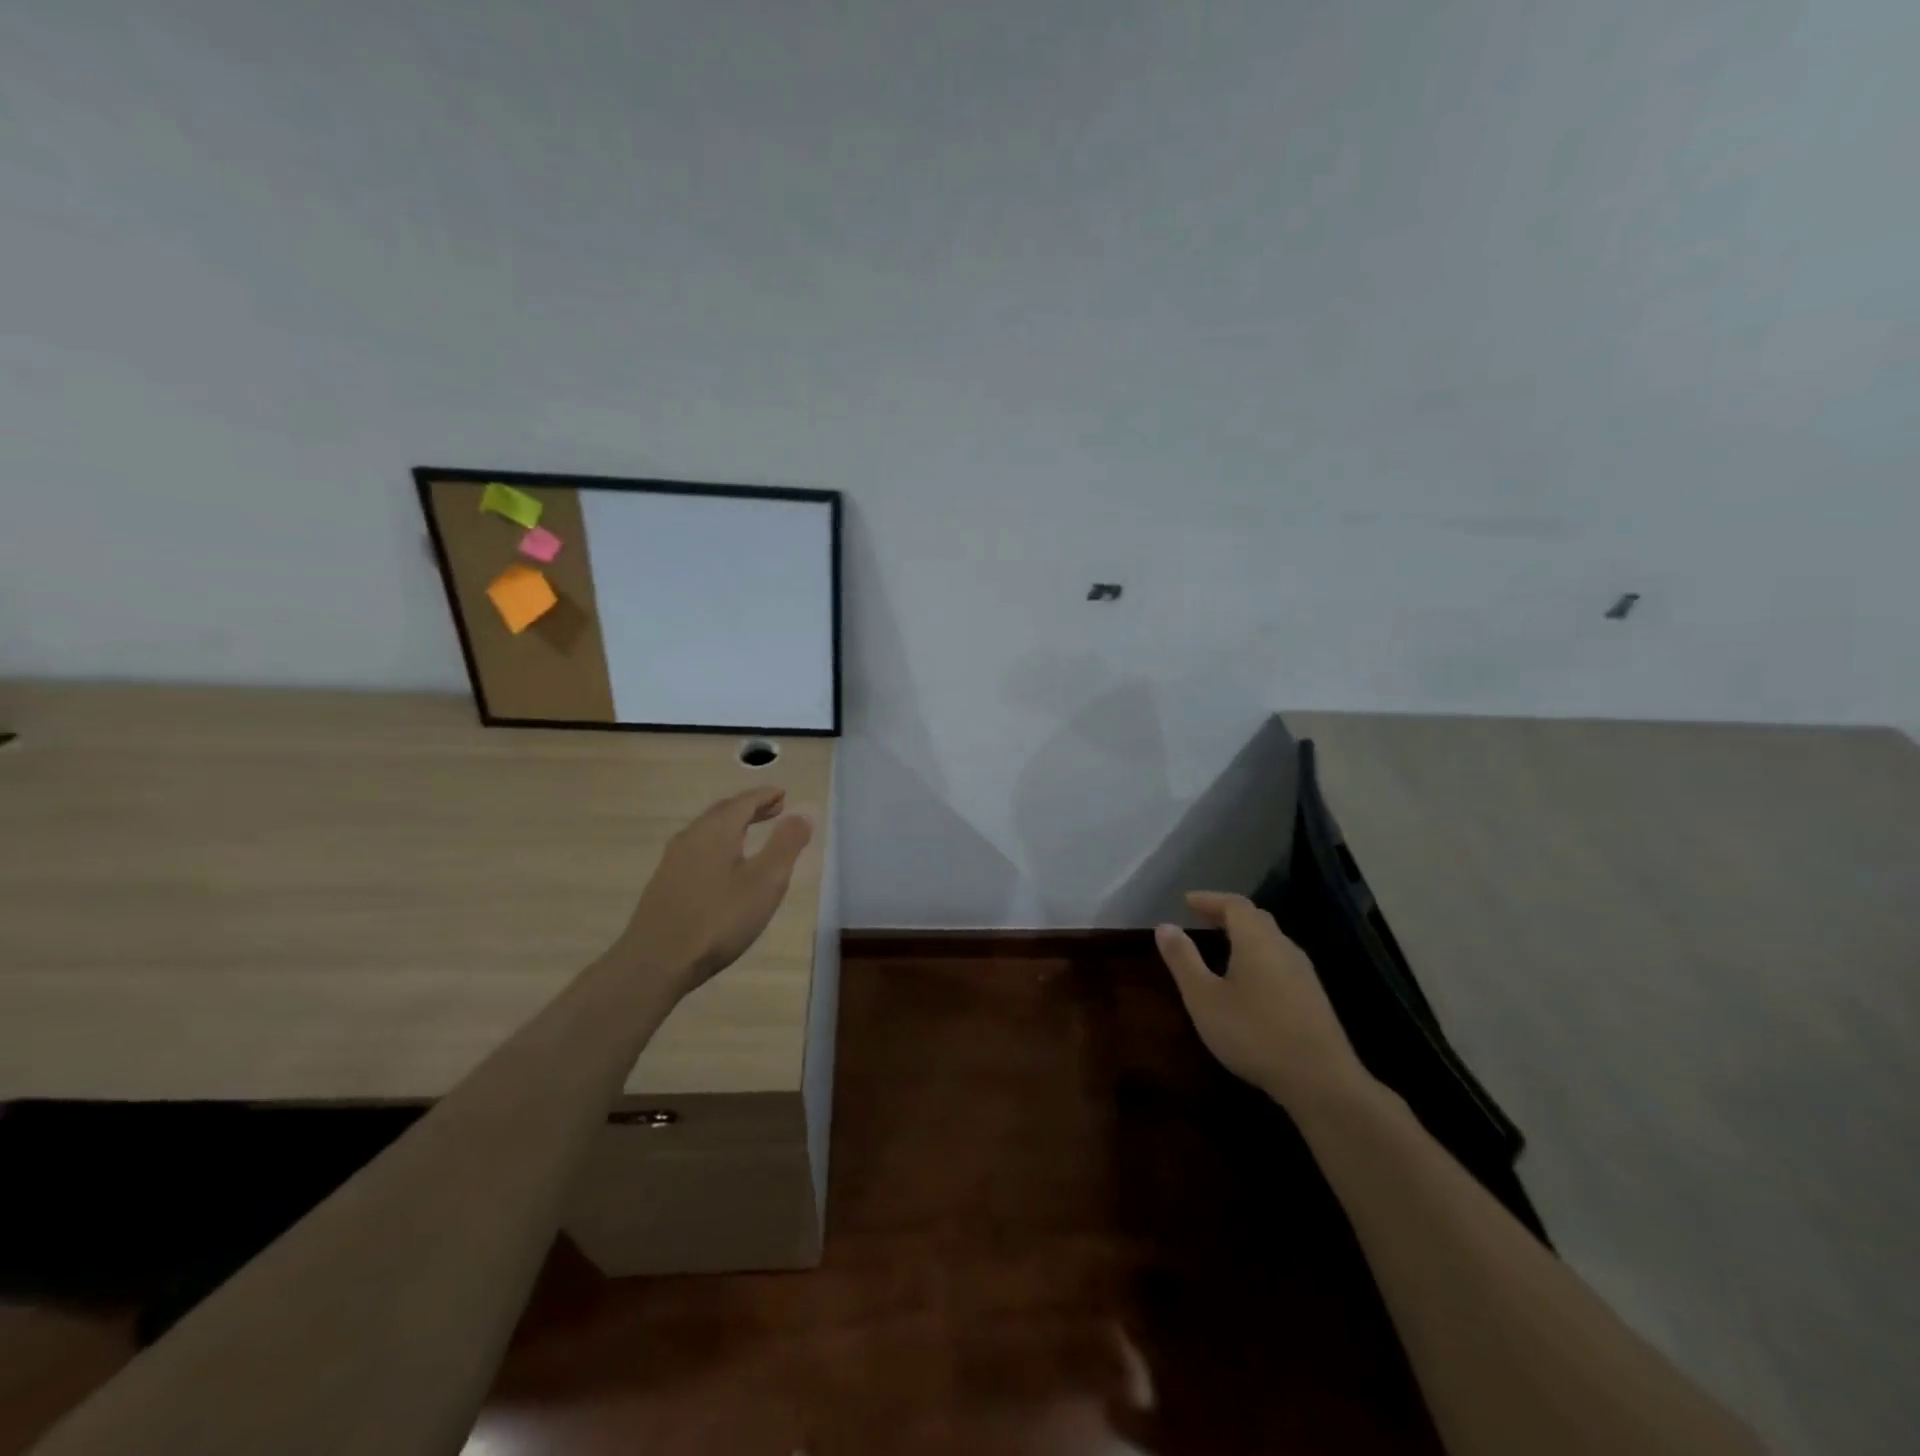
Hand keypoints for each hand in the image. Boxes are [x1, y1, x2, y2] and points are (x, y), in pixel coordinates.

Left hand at [616, 787, 813, 996]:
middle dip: (750, 808)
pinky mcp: (665, 883)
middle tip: (774, 810)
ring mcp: (673, 861)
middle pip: (723, 812)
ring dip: (733, 826)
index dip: (765, 796)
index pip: (744, 801)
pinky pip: (698, 849)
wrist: (656, 962)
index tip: (783, 794)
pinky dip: (719, 844)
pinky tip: (724, 866)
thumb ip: (786, 845)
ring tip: (752, 834)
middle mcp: (692, 837)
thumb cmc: (719, 919)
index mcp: (716, 831)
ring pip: (708, 831)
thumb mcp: (765, 882)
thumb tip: (802, 814)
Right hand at [1154, 892, 1374, 1111]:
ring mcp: (1303, 973)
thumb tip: (1165, 926)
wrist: (1321, 1081)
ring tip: (1222, 947)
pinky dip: (1259, 957)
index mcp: (1256, 940)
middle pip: (1256, 918)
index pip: (1234, 904)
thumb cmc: (1254, 1033)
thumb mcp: (1204, 998)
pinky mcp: (1313, 998)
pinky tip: (1249, 981)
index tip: (1187, 902)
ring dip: (1245, 936)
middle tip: (1202, 919)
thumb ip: (1183, 959)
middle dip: (1227, 914)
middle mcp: (1283, 947)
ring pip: (1271, 940)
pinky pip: (1280, 962)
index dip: (1209, 899)